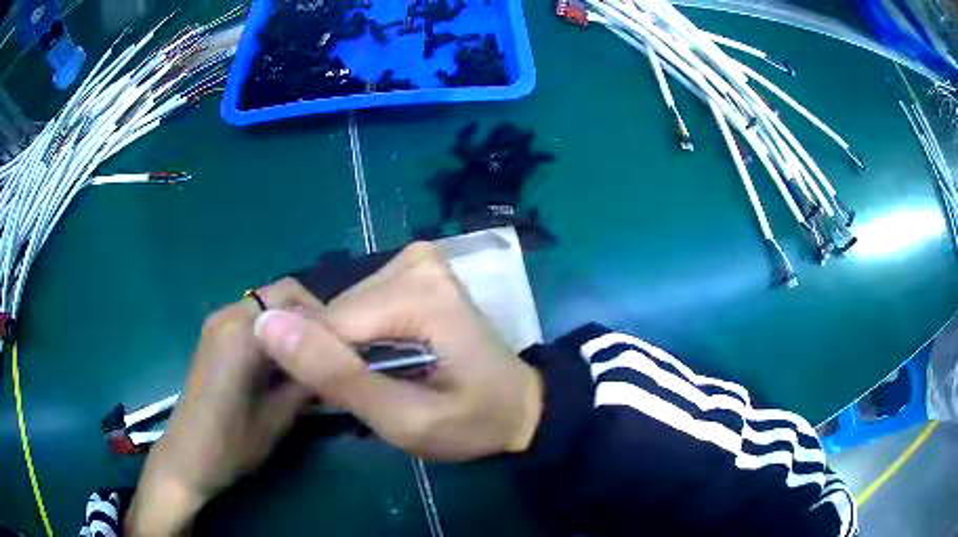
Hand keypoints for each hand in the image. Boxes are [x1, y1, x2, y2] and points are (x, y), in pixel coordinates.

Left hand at [125, 278, 318, 535]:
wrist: (187, 458)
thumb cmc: (231, 445)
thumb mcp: (278, 418)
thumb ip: (308, 380)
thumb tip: (341, 358)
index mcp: (241, 333)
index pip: (296, 300)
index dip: (328, 320)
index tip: (349, 347)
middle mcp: (227, 315)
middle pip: (281, 293)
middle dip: (312, 317)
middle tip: (332, 352)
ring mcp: (217, 323)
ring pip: (268, 304)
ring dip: (293, 324)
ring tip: (311, 359)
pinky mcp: (213, 335)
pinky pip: (253, 318)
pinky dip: (275, 331)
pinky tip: (283, 364)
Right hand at [254, 242, 543, 460]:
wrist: (517, 406)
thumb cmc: (472, 422)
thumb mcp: (405, 420)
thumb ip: (337, 376)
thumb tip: (266, 324)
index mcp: (419, 294)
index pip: (330, 326)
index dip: (326, 370)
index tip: (353, 403)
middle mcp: (414, 261)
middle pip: (337, 314)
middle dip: (340, 359)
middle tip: (377, 393)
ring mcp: (414, 259)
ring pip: (343, 309)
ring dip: (348, 349)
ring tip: (383, 377)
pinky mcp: (412, 267)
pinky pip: (358, 303)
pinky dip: (360, 335)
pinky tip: (385, 356)